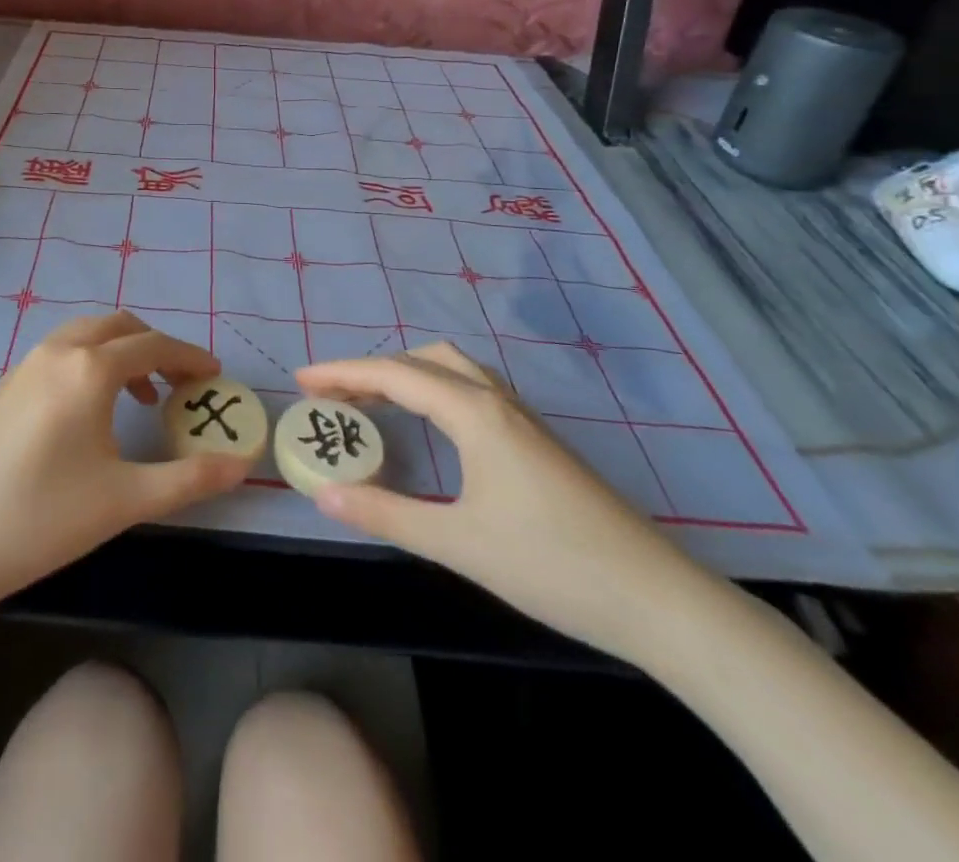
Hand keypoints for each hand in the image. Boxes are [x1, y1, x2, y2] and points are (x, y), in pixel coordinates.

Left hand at [0, 311, 252, 607]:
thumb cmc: (43, 518)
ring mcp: (25, 365)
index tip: (216, 375)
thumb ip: (190, 479)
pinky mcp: (5, 386)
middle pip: (120, 327)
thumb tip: (243, 465)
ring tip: (141, 397)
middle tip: (182, 385)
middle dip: (157, 347)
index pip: (155, 345)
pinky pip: (61, 353)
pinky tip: (91, 412)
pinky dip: (90, 363)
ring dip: (122, 352)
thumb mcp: (126, 500)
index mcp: (90, 368)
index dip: (191, 357)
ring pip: (87, 336)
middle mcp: (58, 351)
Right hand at [297, 343, 729, 667]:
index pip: (394, 374)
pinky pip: (470, 389)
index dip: (342, 373)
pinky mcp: (536, 440)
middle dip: (372, 368)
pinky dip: (433, 389)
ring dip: (405, 374)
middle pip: (423, 359)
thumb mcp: (458, 543)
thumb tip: (323, 493)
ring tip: (371, 401)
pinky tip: (431, 423)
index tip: (301, 380)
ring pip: (452, 370)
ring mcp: (522, 418)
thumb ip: (386, 513)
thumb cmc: (552, 566)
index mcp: (475, 413)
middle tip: (332, 394)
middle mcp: (497, 400)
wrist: (657, 599)